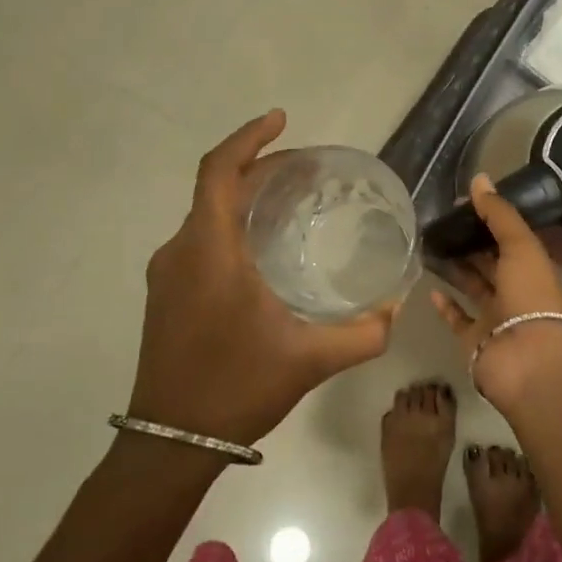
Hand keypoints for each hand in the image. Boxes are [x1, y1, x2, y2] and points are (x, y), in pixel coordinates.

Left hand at [127, 111, 396, 447]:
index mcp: (209, 251)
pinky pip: (200, 238)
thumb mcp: (311, 360)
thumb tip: (396, 306)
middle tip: (311, 168)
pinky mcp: (165, 293)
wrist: (169, 442)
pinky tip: (265, 247)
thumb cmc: (237, 388)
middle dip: (262, 167)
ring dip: (246, 196)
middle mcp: (181, 250)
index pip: (219, 171)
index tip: (282, 119)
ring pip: (207, 213)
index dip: (249, 138)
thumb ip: (364, 332)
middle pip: (217, 187)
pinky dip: (233, 224)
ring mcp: (167, 273)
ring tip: (294, 199)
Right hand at [429, 174, 561, 415]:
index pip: (511, 238)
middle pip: (491, 262)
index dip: (490, 220)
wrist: (528, 361)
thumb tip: (479, 178)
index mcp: (535, 268)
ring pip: (473, 287)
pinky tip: (428, 288)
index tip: (462, 204)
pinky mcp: (475, 340)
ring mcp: (495, 318)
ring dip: (455, 269)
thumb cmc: (531, 297)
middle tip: (439, 222)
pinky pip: (457, 319)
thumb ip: (500, 214)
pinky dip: (445, 305)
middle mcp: (517, 291)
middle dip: (470, 243)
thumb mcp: (521, 247)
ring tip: (428, 246)